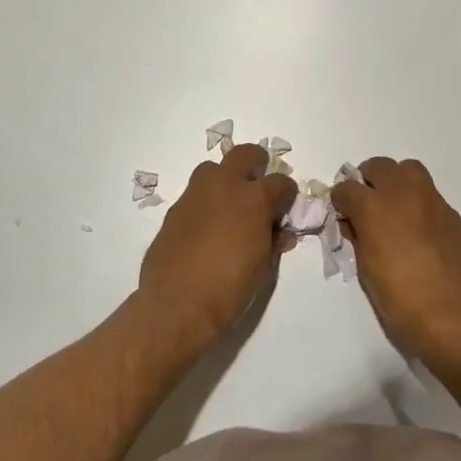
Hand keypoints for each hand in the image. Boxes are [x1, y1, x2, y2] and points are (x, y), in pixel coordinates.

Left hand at [138, 143, 296, 344]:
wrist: (177, 306)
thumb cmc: (230, 289)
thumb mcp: (264, 267)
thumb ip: (273, 241)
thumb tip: (280, 232)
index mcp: (254, 198)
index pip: (281, 182)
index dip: (287, 195)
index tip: (285, 209)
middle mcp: (224, 186)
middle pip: (245, 154)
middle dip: (256, 165)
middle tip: (259, 188)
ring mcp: (195, 195)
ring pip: (213, 169)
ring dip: (225, 180)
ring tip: (229, 208)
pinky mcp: (174, 210)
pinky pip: (195, 195)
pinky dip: (205, 204)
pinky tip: (206, 230)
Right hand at [331, 157, 460, 358]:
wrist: (452, 315)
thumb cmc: (399, 299)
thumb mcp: (365, 269)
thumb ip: (358, 237)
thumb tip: (353, 223)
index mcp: (373, 208)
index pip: (346, 188)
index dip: (340, 200)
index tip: (342, 213)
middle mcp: (402, 194)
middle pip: (378, 166)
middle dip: (367, 180)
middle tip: (367, 202)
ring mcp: (431, 200)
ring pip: (409, 169)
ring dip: (397, 181)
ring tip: (395, 206)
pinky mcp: (452, 213)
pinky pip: (430, 194)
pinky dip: (419, 202)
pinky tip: (420, 229)